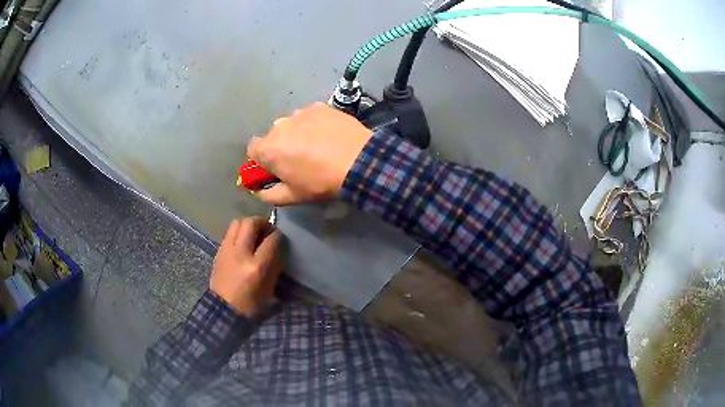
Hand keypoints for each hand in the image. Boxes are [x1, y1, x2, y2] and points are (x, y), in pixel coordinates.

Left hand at [210, 217, 281, 316]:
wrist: (225, 309)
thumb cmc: (252, 303)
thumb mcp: (270, 286)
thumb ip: (274, 263)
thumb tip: (277, 246)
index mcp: (257, 266)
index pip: (272, 239)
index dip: (278, 236)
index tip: (281, 238)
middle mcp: (241, 253)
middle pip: (251, 223)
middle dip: (262, 223)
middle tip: (267, 230)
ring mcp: (227, 250)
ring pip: (237, 222)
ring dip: (248, 225)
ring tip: (254, 234)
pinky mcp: (219, 251)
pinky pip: (230, 233)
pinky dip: (238, 233)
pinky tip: (243, 243)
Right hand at [247, 103, 372, 205]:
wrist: (358, 161)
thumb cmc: (320, 182)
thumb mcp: (292, 196)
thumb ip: (267, 195)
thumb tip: (257, 190)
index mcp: (268, 148)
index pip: (252, 150)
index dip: (262, 160)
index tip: (276, 169)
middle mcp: (279, 125)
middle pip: (273, 136)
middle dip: (282, 147)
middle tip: (301, 160)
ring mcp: (300, 112)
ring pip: (292, 125)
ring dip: (298, 134)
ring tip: (319, 147)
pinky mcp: (319, 107)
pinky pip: (310, 116)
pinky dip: (315, 124)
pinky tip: (330, 136)